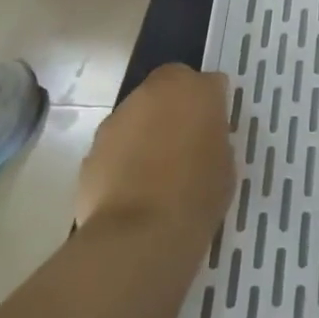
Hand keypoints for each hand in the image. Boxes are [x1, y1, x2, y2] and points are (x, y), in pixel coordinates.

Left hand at [76, 64, 232, 235]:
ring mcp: (118, 117)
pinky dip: (125, 155)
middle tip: (187, 141)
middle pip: (168, 87)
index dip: (213, 104)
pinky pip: (117, 143)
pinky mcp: (93, 146)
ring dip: (148, 129)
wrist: (139, 234)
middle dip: (177, 107)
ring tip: (158, 169)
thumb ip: (214, 138)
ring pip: (139, 113)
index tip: (216, 128)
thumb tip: (202, 136)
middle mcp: (154, 92)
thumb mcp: (225, 163)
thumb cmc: (197, 195)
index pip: (211, 83)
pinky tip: (134, 187)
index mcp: (196, 91)